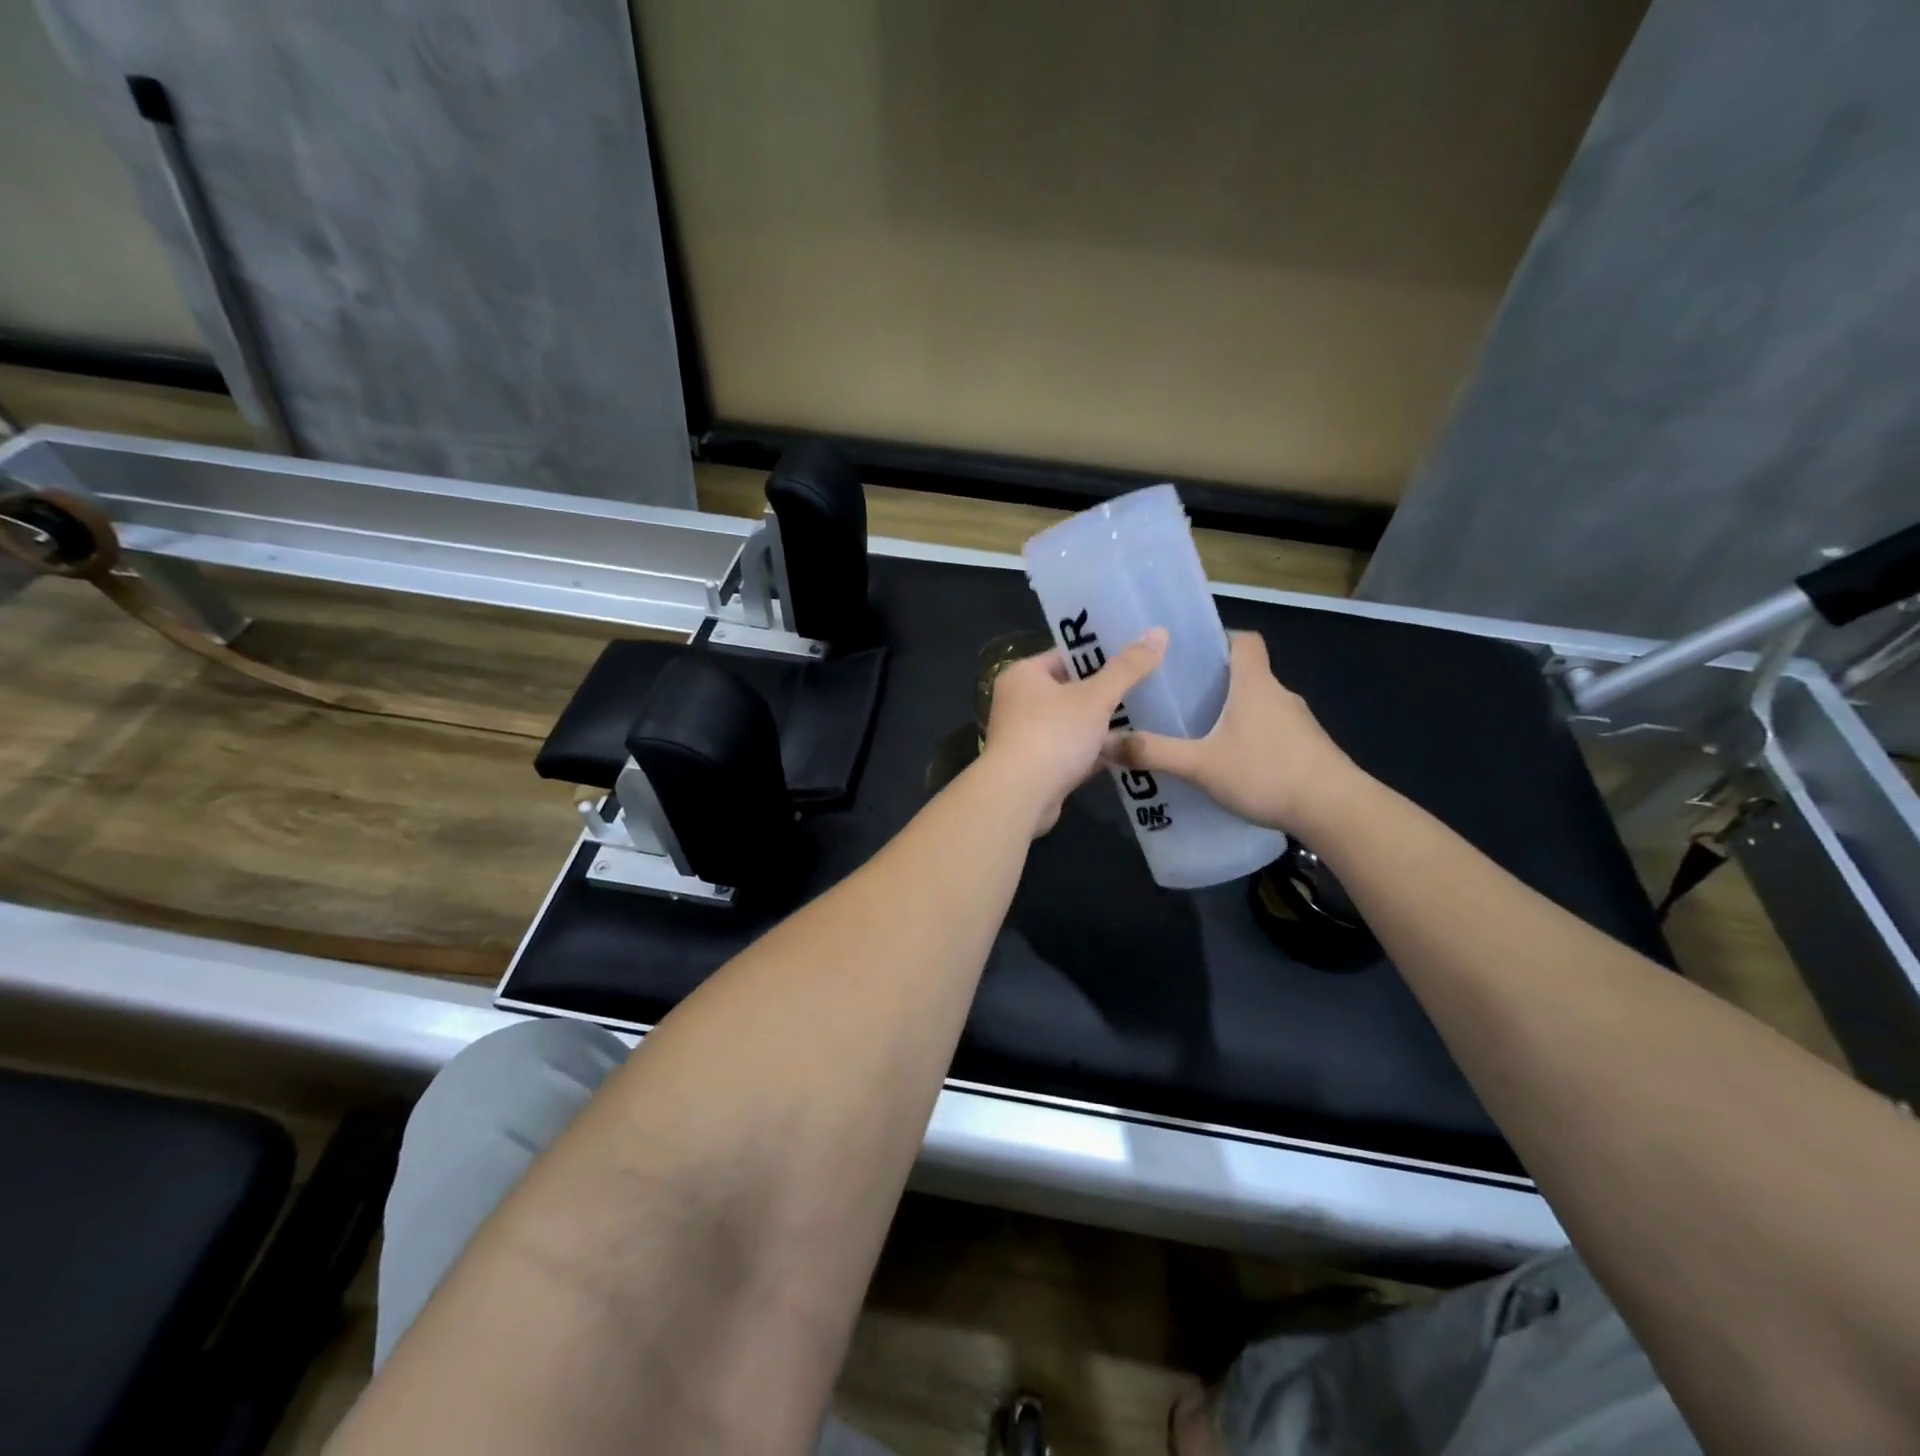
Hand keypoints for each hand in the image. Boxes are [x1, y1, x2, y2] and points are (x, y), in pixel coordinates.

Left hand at [980, 628, 1167, 834]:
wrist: (1019, 797)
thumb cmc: (1053, 735)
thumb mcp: (1095, 697)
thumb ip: (1127, 668)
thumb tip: (1159, 632)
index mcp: (1024, 674)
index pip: (1067, 655)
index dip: (1101, 653)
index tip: (1136, 654)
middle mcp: (1019, 701)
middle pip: (1071, 689)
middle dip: (1106, 691)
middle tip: (1148, 684)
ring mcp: (1027, 735)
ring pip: (1073, 722)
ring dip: (1103, 724)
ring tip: (1147, 715)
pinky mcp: (1038, 766)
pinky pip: (1072, 751)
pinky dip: (1095, 751)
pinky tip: (1128, 750)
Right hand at [1108, 631, 1358, 834]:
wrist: (1335, 810)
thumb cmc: (1266, 772)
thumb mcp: (1200, 765)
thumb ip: (1154, 753)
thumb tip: (1106, 742)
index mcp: (1255, 684)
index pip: (1244, 640)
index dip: (1221, 640)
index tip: (1193, 655)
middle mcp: (1280, 695)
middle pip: (1249, 674)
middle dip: (1217, 684)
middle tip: (1181, 700)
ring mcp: (1299, 723)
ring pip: (1261, 706)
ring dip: (1235, 715)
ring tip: (1201, 736)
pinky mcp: (1310, 750)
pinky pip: (1274, 733)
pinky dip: (1253, 740)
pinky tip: (1234, 766)